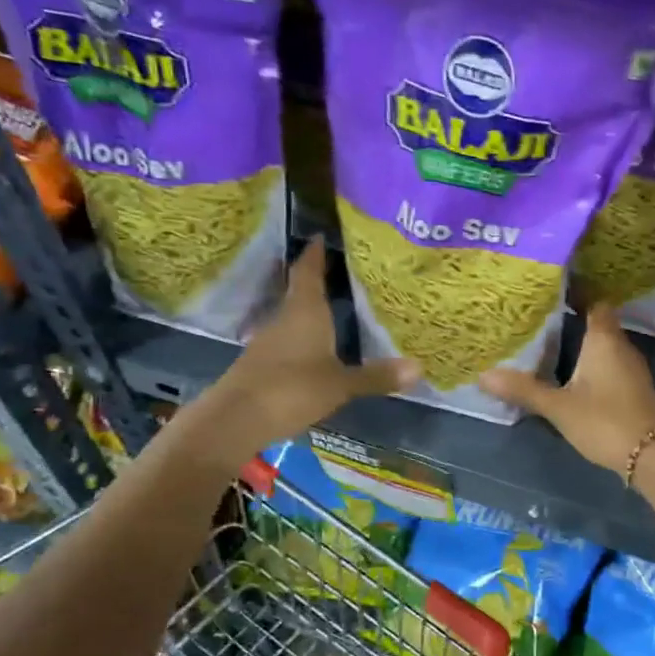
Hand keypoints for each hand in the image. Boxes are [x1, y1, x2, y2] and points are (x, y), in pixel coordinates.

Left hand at [207, 241, 418, 448]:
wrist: (235, 420)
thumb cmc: (291, 389)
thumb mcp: (340, 385)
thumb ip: (376, 376)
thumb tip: (419, 368)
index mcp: (304, 312)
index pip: (308, 272)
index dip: (315, 253)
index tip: (321, 236)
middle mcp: (284, 318)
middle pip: (299, 291)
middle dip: (317, 279)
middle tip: (340, 269)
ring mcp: (268, 341)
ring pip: (292, 316)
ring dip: (309, 309)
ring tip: (334, 305)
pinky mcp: (261, 363)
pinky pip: (287, 339)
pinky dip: (302, 336)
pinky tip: (316, 346)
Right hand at [478, 304, 654, 471]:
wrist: (653, 456)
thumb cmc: (605, 421)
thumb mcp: (559, 407)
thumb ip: (524, 390)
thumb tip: (484, 375)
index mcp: (604, 339)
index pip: (594, 301)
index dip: (576, 292)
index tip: (551, 289)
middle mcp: (621, 346)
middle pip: (598, 322)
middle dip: (573, 318)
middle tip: (540, 317)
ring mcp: (632, 368)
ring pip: (604, 345)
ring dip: (582, 344)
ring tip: (550, 343)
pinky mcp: (634, 388)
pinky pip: (610, 364)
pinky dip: (592, 363)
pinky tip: (573, 374)